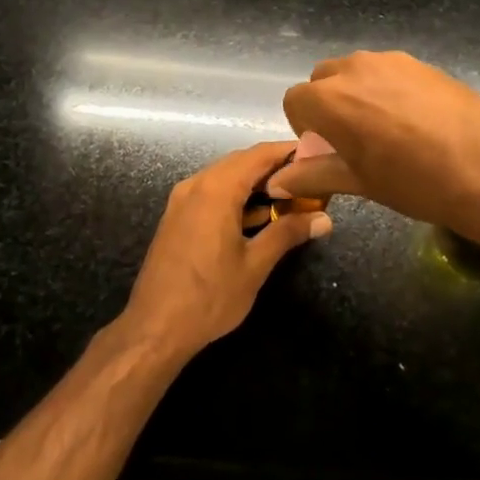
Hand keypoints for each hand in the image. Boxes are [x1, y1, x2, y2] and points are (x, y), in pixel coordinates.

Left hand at [119, 142, 332, 362]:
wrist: (155, 328)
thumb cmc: (209, 296)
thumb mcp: (255, 265)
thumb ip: (288, 233)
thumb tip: (324, 218)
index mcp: (216, 189)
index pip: (258, 155)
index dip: (288, 151)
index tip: (317, 155)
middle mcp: (196, 185)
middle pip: (241, 162)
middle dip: (275, 168)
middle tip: (309, 180)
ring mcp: (182, 200)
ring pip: (225, 178)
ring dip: (256, 184)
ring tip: (291, 198)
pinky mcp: (177, 217)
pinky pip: (212, 194)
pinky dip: (237, 197)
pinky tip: (259, 217)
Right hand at [272, 51, 479, 238]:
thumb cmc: (413, 182)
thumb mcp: (358, 182)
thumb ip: (312, 175)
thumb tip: (277, 183)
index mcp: (330, 99)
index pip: (294, 100)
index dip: (304, 126)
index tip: (326, 149)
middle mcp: (355, 68)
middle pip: (323, 79)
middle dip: (328, 104)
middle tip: (353, 138)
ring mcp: (391, 61)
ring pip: (357, 71)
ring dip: (358, 93)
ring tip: (387, 127)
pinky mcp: (421, 62)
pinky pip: (389, 70)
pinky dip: (388, 88)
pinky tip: (416, 119)